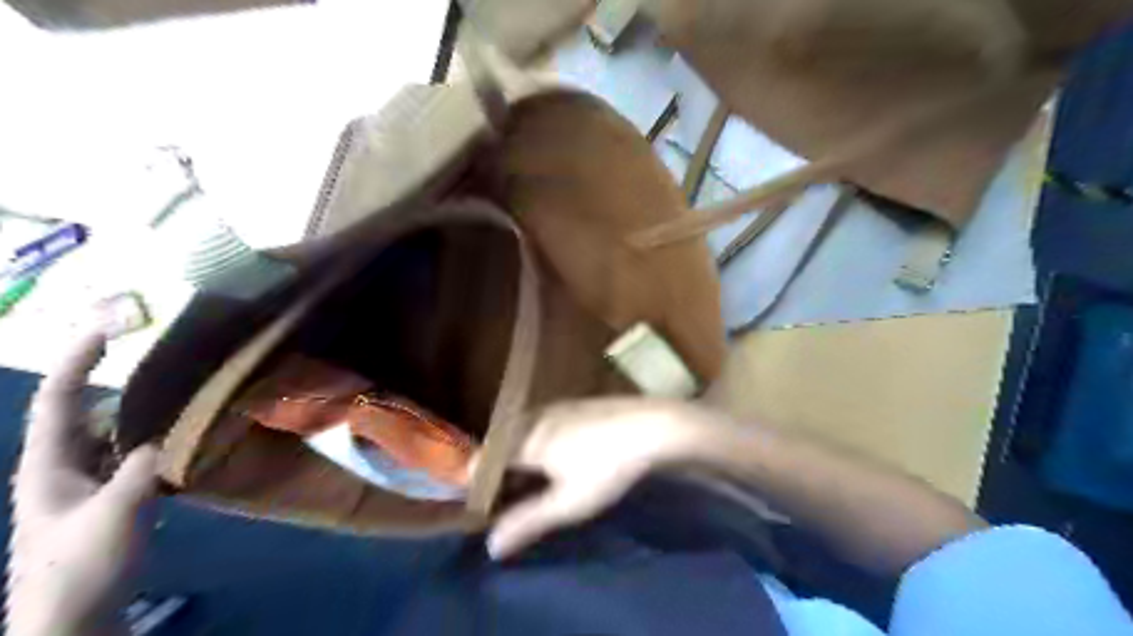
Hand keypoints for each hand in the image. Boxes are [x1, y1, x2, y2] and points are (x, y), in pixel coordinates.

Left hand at [7, 330, 157, 632]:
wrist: (70, 619)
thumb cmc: (80, 567)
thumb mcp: (114, 515)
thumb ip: (139, 469)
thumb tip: (163, 436)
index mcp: (48, 466)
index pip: (57, 402)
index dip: (76, 362)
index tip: (104, 329)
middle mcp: (61, 467)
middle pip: (85, 412)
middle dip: (115, 383)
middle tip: (158, 362)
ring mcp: (83, 484)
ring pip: (110, 434)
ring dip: (139, 414)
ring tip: (178, 395)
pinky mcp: (106, 499)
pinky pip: (128, 456)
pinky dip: (150, 441)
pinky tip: (180, 439)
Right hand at [485, 399, 715, 557]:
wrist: (653, 426)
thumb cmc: (607, 467)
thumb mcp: (568, 503)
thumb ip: (527, 521)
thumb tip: (491, 546)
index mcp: (525, 439)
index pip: (483, 460)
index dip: (478, 486)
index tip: (485, 511)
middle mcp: (534, 417)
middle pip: (501, 444)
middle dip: (499, 474)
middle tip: (508, 502)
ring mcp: (556, 407)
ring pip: (523, 433)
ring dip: (520, 459)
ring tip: (532, 485)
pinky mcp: (575, 405)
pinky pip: (542, 425)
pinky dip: (538, 445)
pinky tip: (559, 460)